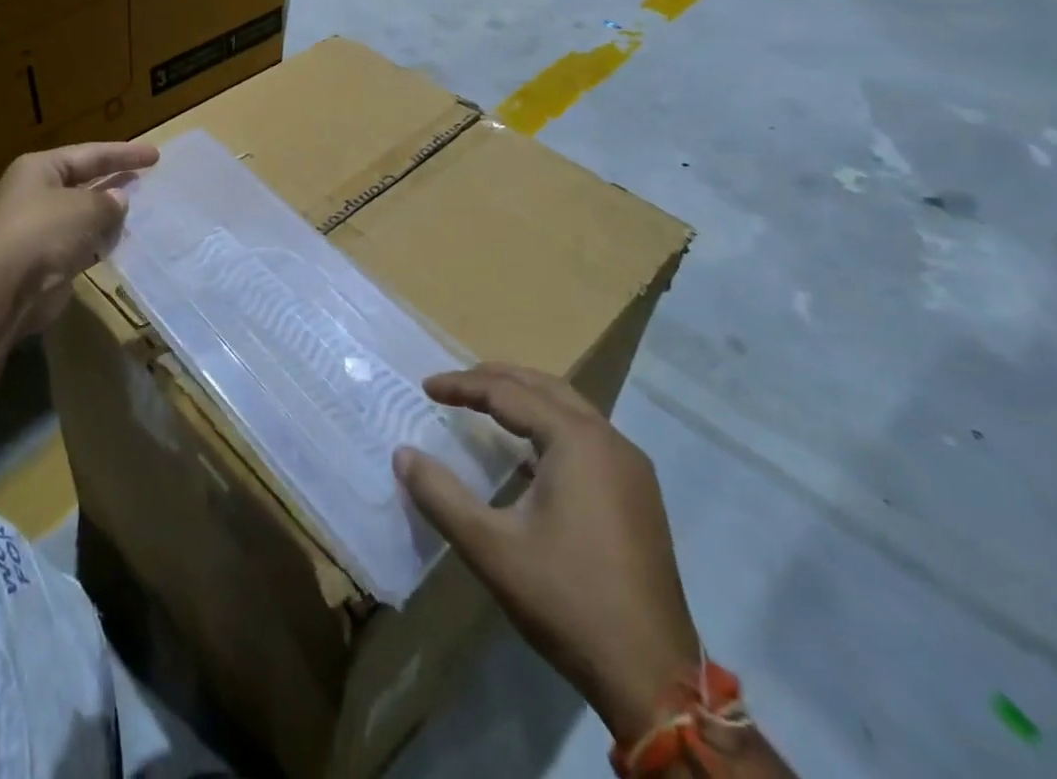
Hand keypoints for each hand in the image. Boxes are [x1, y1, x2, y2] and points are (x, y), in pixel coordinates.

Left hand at [0, 141, 159, 337]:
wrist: (3, 289)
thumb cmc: (44, 231)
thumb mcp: (85, 207)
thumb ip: (108, 201)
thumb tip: (118, 200)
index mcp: (41, 169)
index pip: (90, 154)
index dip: (124, 153)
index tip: (155, 155)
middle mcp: (37, 194)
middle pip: (84, 181)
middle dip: (115, 180)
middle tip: (147, 178)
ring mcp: (40, 229)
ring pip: (83, 215)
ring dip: (109, 214)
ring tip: (142, 210)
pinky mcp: (46, 260)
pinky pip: (81, 243)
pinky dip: (100, 242)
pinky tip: (121, 241)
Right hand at [393, 364, 698, 745]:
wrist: (653, 677)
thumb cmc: (566, 600)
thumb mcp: (491, 548)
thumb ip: (441, 495)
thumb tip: (402, 455)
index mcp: (576, 440)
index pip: (508, 392)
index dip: (462, 386)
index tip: (426, 388)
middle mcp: (608, 439)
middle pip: (543, 387)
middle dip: (495, 379)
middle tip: (454, 386)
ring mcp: (630, 467)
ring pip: (570, 408)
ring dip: (525, 398)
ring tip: (485, 404)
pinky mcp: (639, 494)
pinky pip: (587, 436)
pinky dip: (550, 426)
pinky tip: (529, 454)